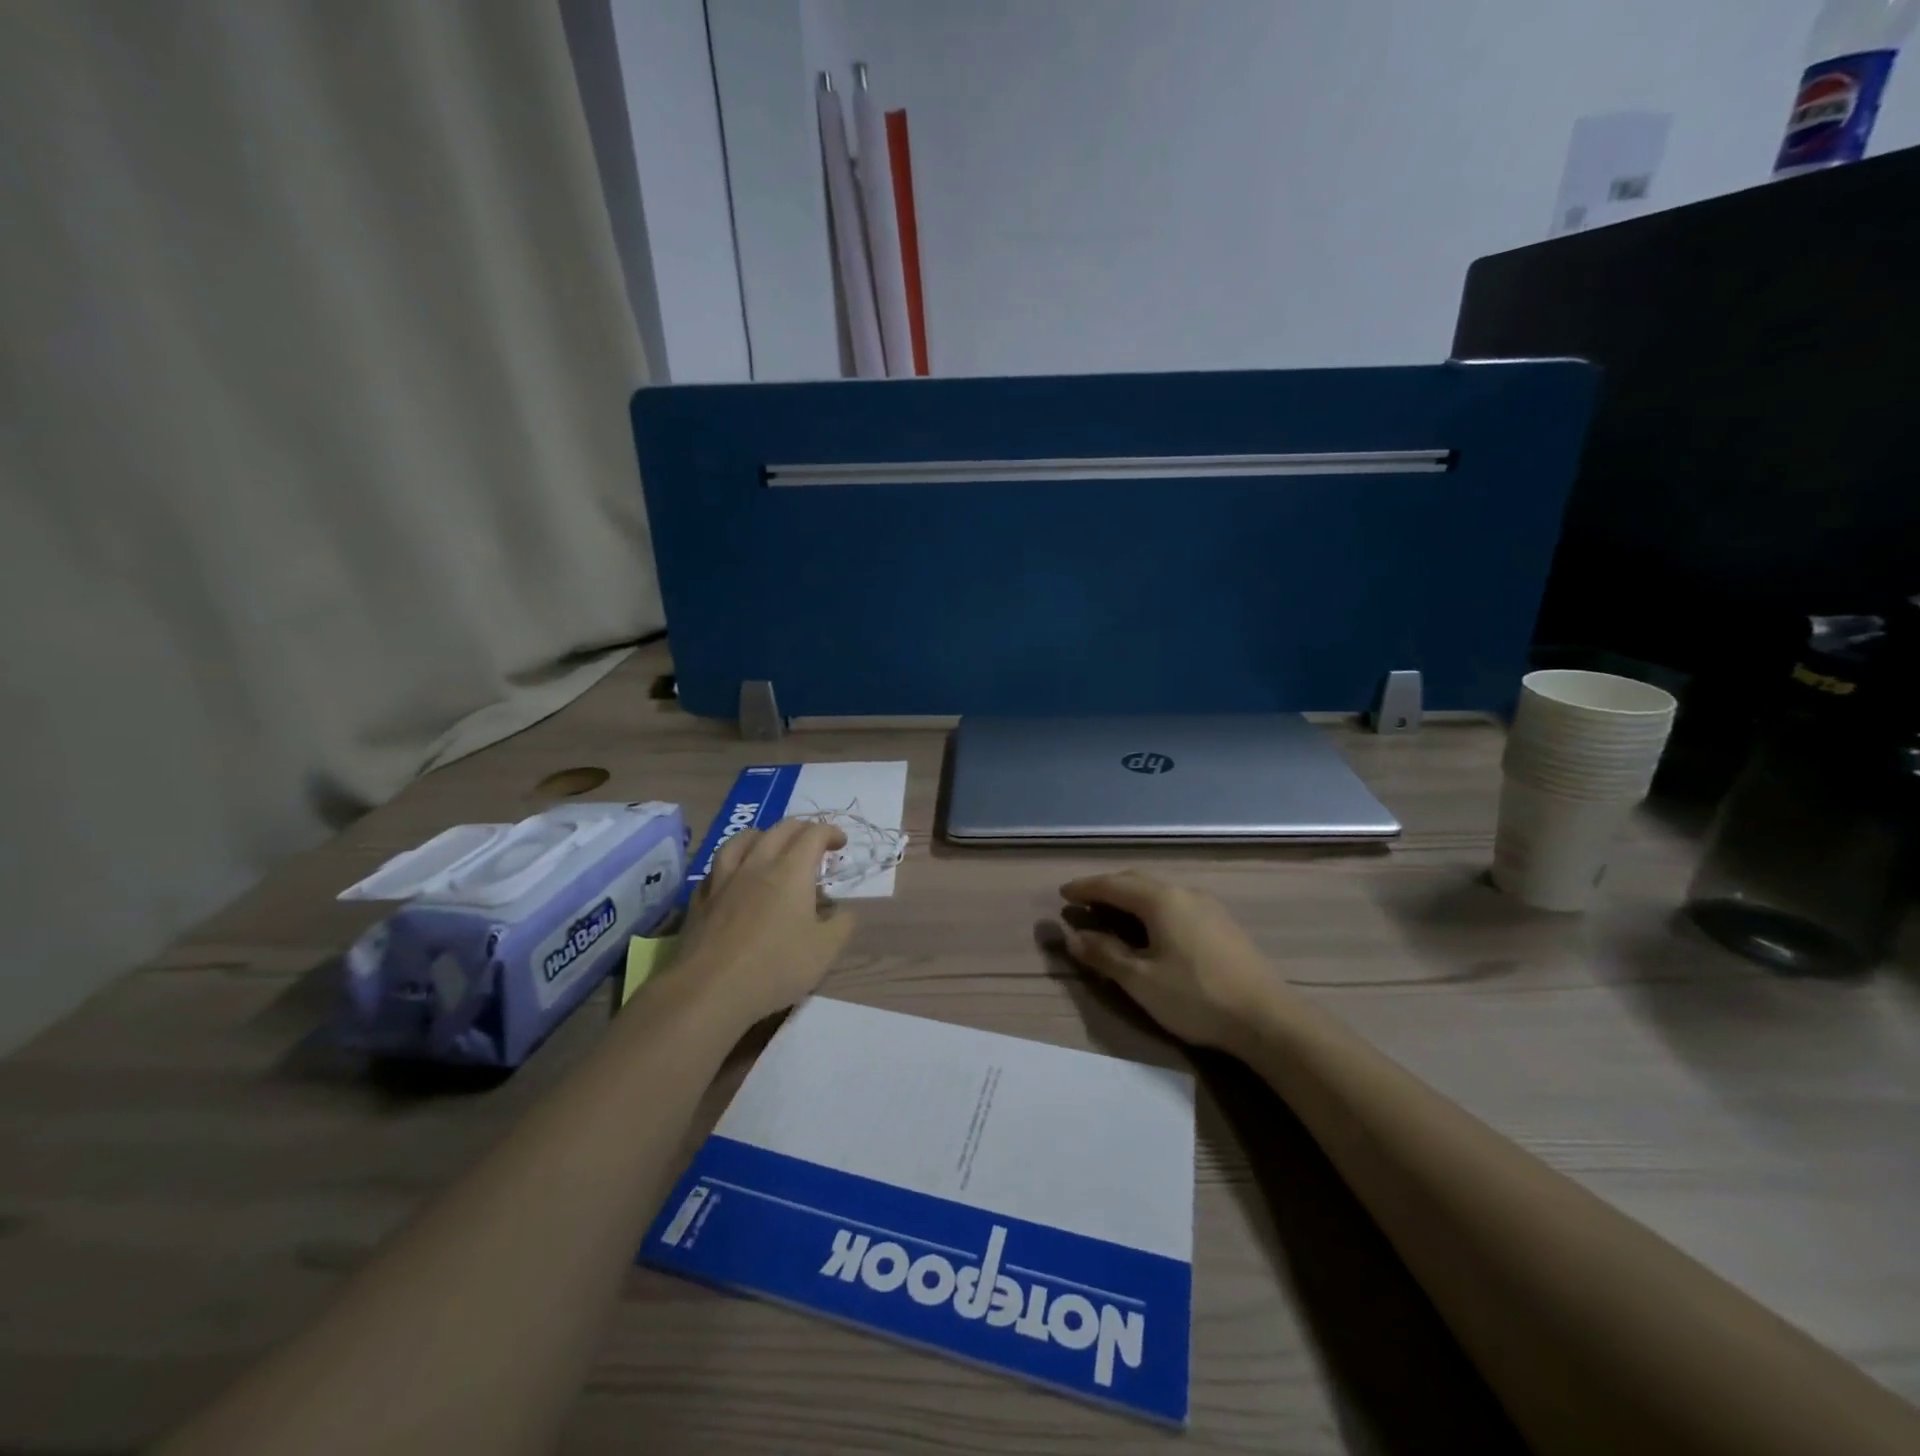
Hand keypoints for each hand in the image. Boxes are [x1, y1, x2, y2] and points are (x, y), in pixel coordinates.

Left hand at [677, 819, 856, 1025]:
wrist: (709, 989)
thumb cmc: (775, 967)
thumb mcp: (825, 950)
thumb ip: (842, 924)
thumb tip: (844, 910)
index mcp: (791, 871)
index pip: (813, 834)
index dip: (831, 832)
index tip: (841, 843)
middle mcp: (757, 864)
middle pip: (780, 829)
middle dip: (802, 828)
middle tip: (814, 841)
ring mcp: (724, 879)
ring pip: (742, 839)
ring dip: (763, 835)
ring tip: (770, 844)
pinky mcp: (701, 898)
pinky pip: (717, 867)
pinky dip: (732, 862)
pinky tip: (733, 875)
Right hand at [1058, 871, 1290, 1052]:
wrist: (1267, 1018)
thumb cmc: (1196, 997)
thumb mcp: (1141, 980)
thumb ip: (1105, 955)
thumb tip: (1073, 937)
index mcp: (1160, 900)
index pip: (1112, 885)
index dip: (1085, 888)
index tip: (1063, 893)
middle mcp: (1184, 893)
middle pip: (1137, 881)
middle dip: (1107, 888)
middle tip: (1084, 901)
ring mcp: (1208, 907)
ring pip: (1159, 892)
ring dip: (1131, 898)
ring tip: (1112, 914)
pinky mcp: (1222, 924)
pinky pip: (1175, 904)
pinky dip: (1152, 908)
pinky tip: (1151, 928)